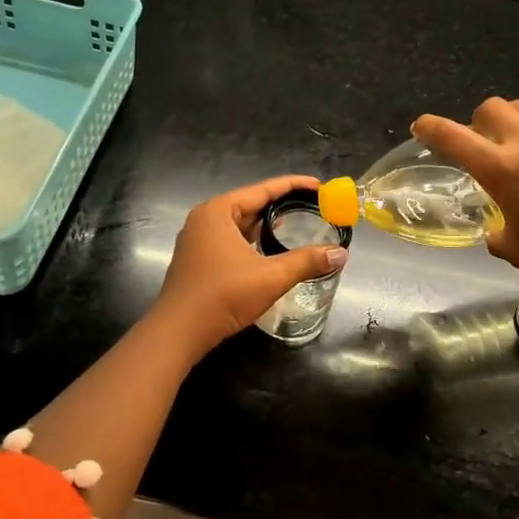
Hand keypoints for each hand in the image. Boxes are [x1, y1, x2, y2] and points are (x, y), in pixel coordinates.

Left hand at [151, 176, 346, 356]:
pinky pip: (231, 240)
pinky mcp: (197, 259)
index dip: (294, 186)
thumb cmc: (222, 296)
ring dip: (267, 225)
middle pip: (251, 204)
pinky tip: (270, 250)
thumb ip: (307, 261)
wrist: (178, 333)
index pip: (263, 189)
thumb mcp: (271, 277)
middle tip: (314, 207)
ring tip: (297, 225)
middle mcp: (205, 218)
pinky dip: (253, 240)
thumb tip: (341, 254)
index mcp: (219, 211)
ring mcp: (197, 239)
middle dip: (282, 205)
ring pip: (241, 224)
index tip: (320, 186)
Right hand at [413, 97, 518, 285]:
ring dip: (515, 114)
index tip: (420, 126)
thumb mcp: (511, 247)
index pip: (452, 137)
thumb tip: (495, 230)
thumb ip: (495, 231)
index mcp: (498, 169)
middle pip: (492, 108)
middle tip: (483, 136)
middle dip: (479, 119)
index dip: (430, 127)